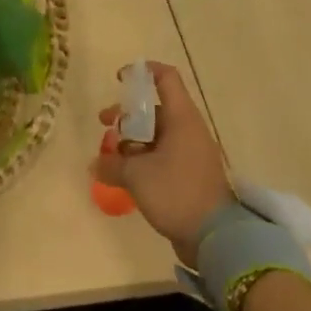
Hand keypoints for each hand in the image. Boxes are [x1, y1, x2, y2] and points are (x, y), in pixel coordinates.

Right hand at [95, 61, 231, 266]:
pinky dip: (143, 158)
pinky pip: (162, 155)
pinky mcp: (189, 174)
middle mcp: (188, 129)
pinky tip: (125, 175)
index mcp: (181, 118)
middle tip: (104, 124)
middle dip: (126, 115)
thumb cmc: (177, 192)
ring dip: (132, 140)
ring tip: (111, 156)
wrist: (215, 237)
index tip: (120, 79)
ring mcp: (190, 152)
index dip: (142, 72)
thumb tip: (94, 164)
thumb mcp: (137, 176)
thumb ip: (112, 165)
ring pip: (156, 134)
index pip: (165, 78)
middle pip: (154, 108)